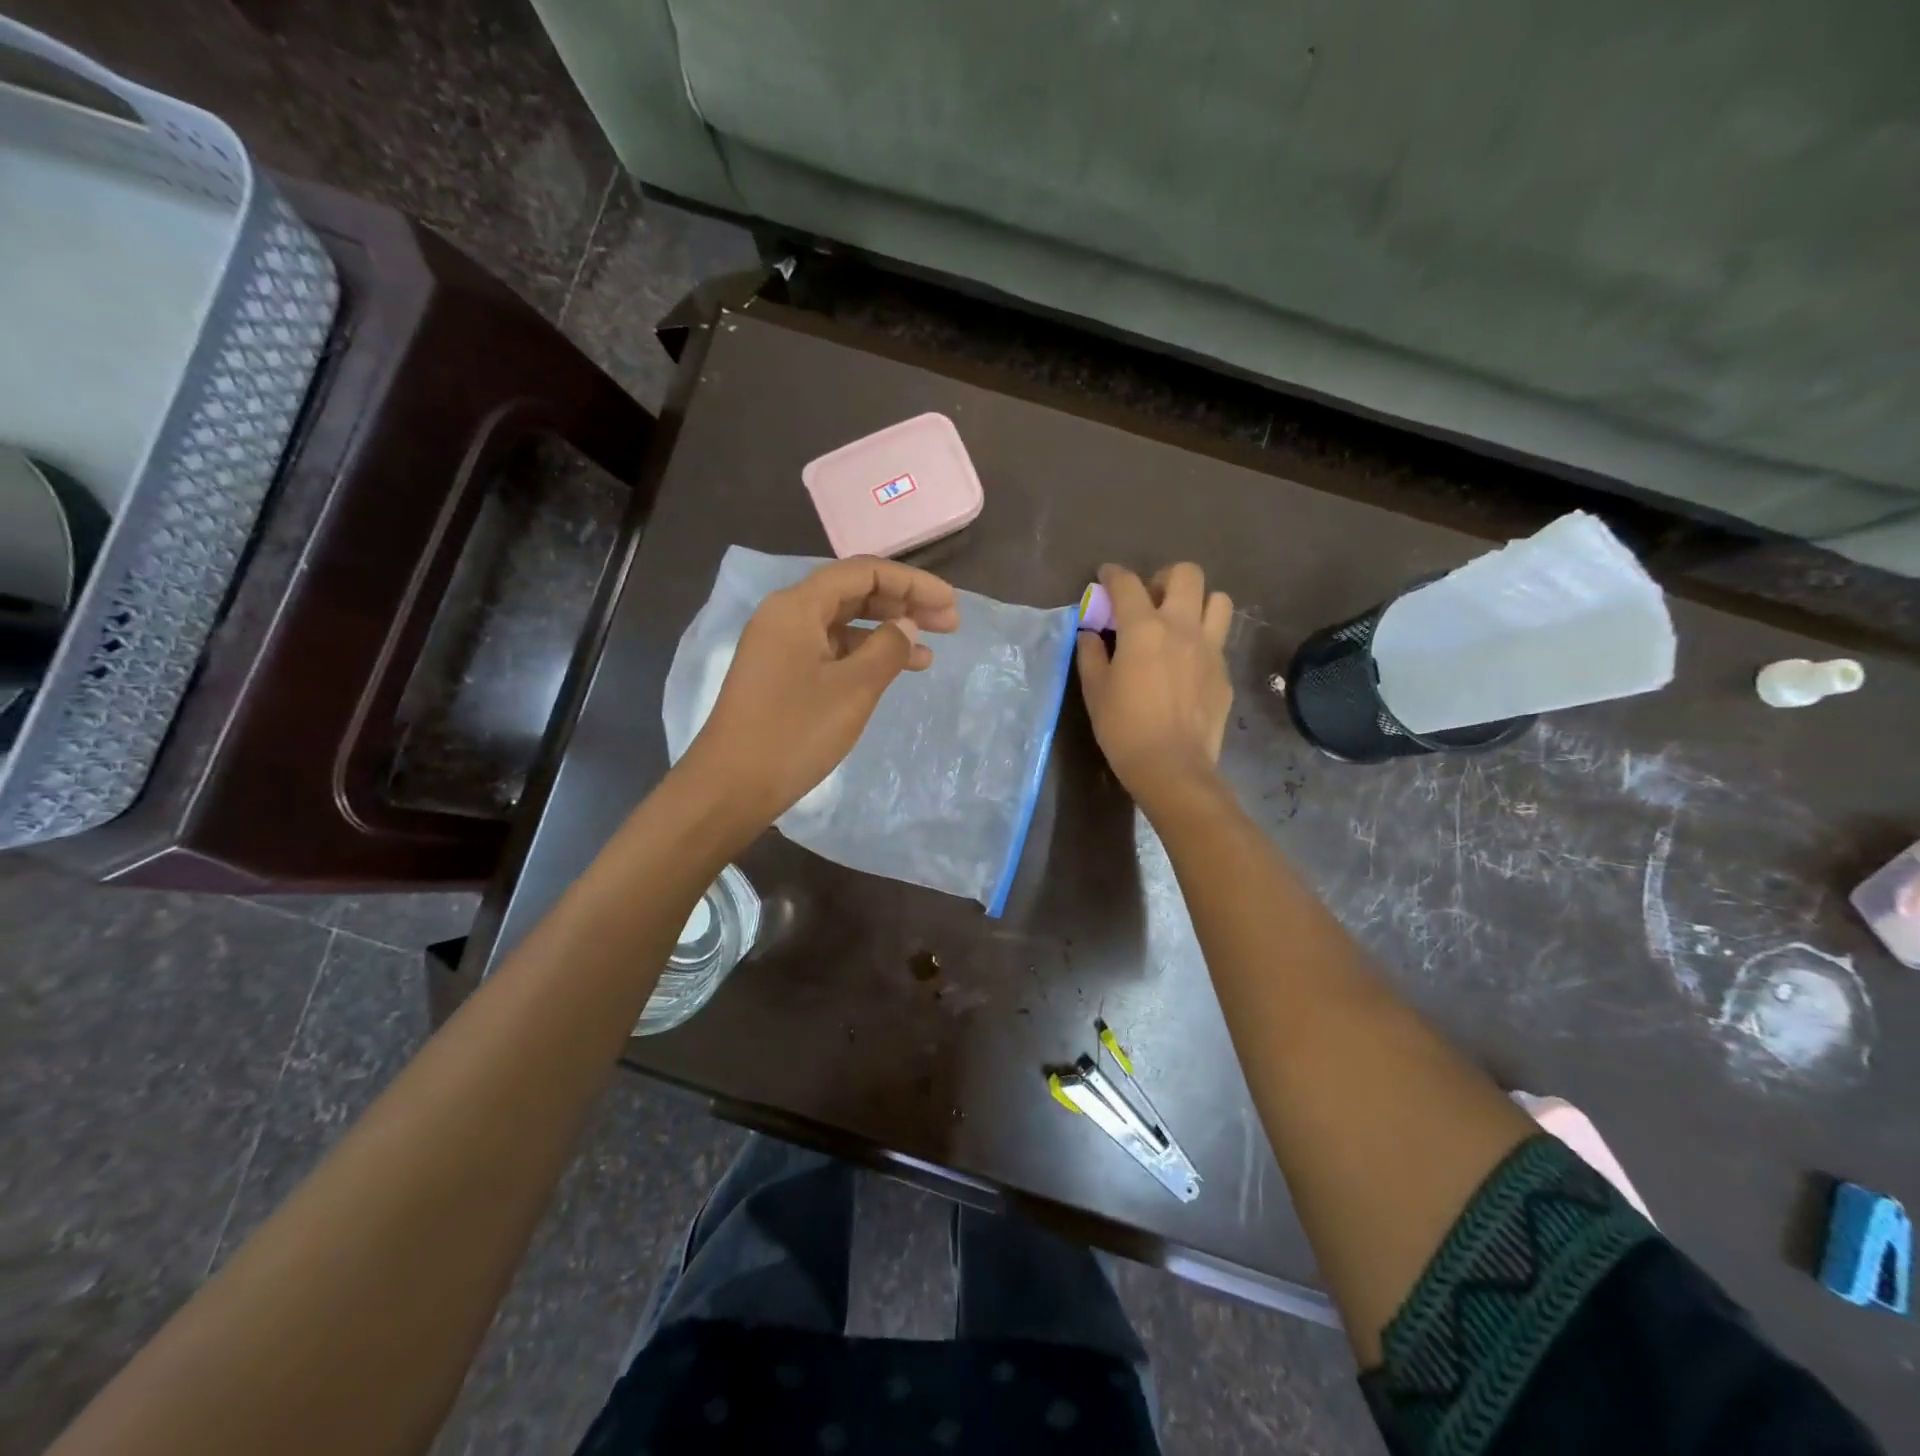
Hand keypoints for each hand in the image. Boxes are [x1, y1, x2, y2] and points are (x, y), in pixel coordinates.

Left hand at [681, 556, 959, 829]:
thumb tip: (907, 626)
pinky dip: (864, 656)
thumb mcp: (853, 689)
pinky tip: (893, 673)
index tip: (950, 604)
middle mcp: (786, 615)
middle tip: (948, 624)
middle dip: (903, 604)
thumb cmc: (795, 733)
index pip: (864, 573)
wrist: (731, 786)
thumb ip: (887, 649)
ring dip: (887, 633)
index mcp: (797, 606)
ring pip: (844, 624)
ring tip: (929, 654)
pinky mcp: (782, 674)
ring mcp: (781, 646)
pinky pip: (831, 650)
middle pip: (853, 593)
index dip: (912, 583)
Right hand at [1076, 562, 1233, 815]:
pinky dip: (1203, 639)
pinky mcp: (1224, 671)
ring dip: (1197, 602)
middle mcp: (1181, 627)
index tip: (1105, 576)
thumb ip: (1091, 654)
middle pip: (1186, 574)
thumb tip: (1091, 633)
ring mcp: (1210, 648)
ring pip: (1218, 600)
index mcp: (1144, 628)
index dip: (1113, 574)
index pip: (1127, 584)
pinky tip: (1187, 663)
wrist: (1172, 767)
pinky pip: (1219, 639)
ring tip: (1179, 623)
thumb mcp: (1095, 690)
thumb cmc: (1124, 728)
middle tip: (1150, 599)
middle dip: (1165, 577)